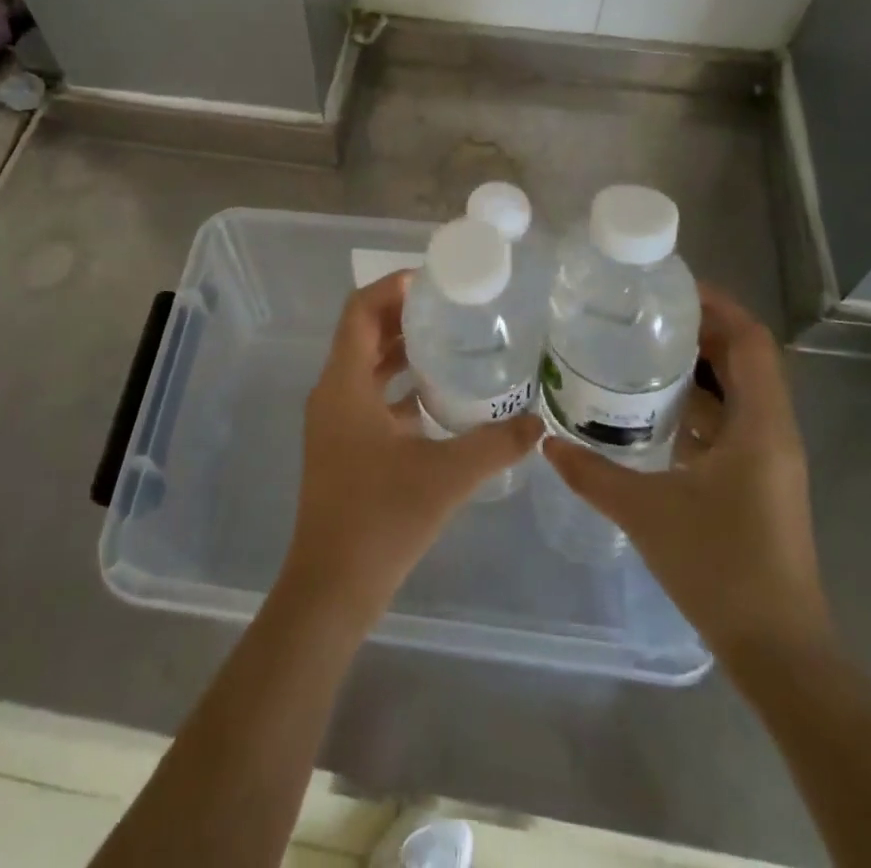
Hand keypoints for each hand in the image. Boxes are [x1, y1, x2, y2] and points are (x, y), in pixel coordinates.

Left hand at [283, 271, 542, 621]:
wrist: (332, 588)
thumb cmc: (380, 520)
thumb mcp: (446, 476)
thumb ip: (495, 445)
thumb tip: (539, 422)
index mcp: (343, 385)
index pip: (359, 311)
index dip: (390, 287)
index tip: (432, 281)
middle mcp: (332, 394)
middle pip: (362, 334)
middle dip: (402, 315)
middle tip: (450, 307)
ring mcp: (334, 422)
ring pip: (365, 367)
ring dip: (401, 350)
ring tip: (449, 341)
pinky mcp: (342, 447)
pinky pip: (369, 398)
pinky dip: (399, 387)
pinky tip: (438, 398)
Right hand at [544, 283, 832, 672]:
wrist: (777, 650)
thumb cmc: (720, 567)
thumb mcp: (646, 512)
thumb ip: (592, 472)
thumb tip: (547, 443)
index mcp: (761, 425)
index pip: (751, 341)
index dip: (717, 306)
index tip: (669, 287)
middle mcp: (773, 431)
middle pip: (745, 359)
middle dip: (699, 330)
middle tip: (642, 314)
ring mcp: (768, 458)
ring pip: (739, 391)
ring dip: (698, 366)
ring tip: (640, 349)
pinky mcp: (758, 480)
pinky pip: (732, 421)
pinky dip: (699, 403)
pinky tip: (653, 408)